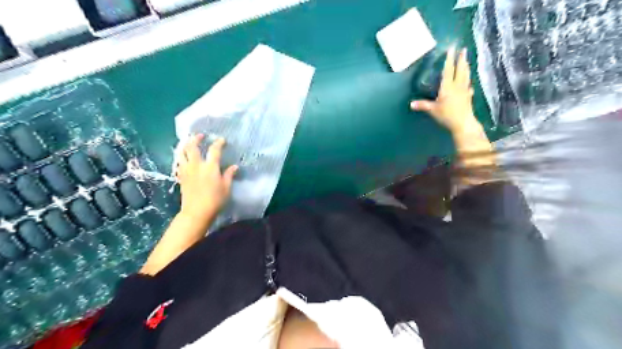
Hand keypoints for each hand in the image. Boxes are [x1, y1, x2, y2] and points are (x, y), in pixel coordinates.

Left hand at [177, 134, 239, 220]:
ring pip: (182, 153)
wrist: (196, 212)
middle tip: (200, 135)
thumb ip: (229, 175)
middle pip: (192, 146)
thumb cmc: (215, 200)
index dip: (218, 143)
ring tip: (188, 143)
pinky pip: (179, 163)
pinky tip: (184, 158)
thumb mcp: (226, 188)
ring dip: (184, 145)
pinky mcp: (181, 177)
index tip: (222, 140)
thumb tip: (234, 167)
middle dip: (195, 138)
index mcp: (210, 167)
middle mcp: (197, 165)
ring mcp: (186, 170)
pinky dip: (181, 157)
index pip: (214, 150)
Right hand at [412, 48, 480, 134]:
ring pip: (466, 76)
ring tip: (467, 61)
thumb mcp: (432, 110)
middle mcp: (457, 86)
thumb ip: (422, 105)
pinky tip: (469, 84)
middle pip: (460, 70)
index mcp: (447, 87)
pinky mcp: (468, 97)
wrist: (463, 123)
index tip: (452, 48)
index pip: (448, 70)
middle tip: (464, 49)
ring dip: (466, 67)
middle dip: (461, 59)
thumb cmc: (447, 115)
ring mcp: (464, 91)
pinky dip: (468, 82)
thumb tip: (411, 104)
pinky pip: (468, 86)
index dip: (449, 59)